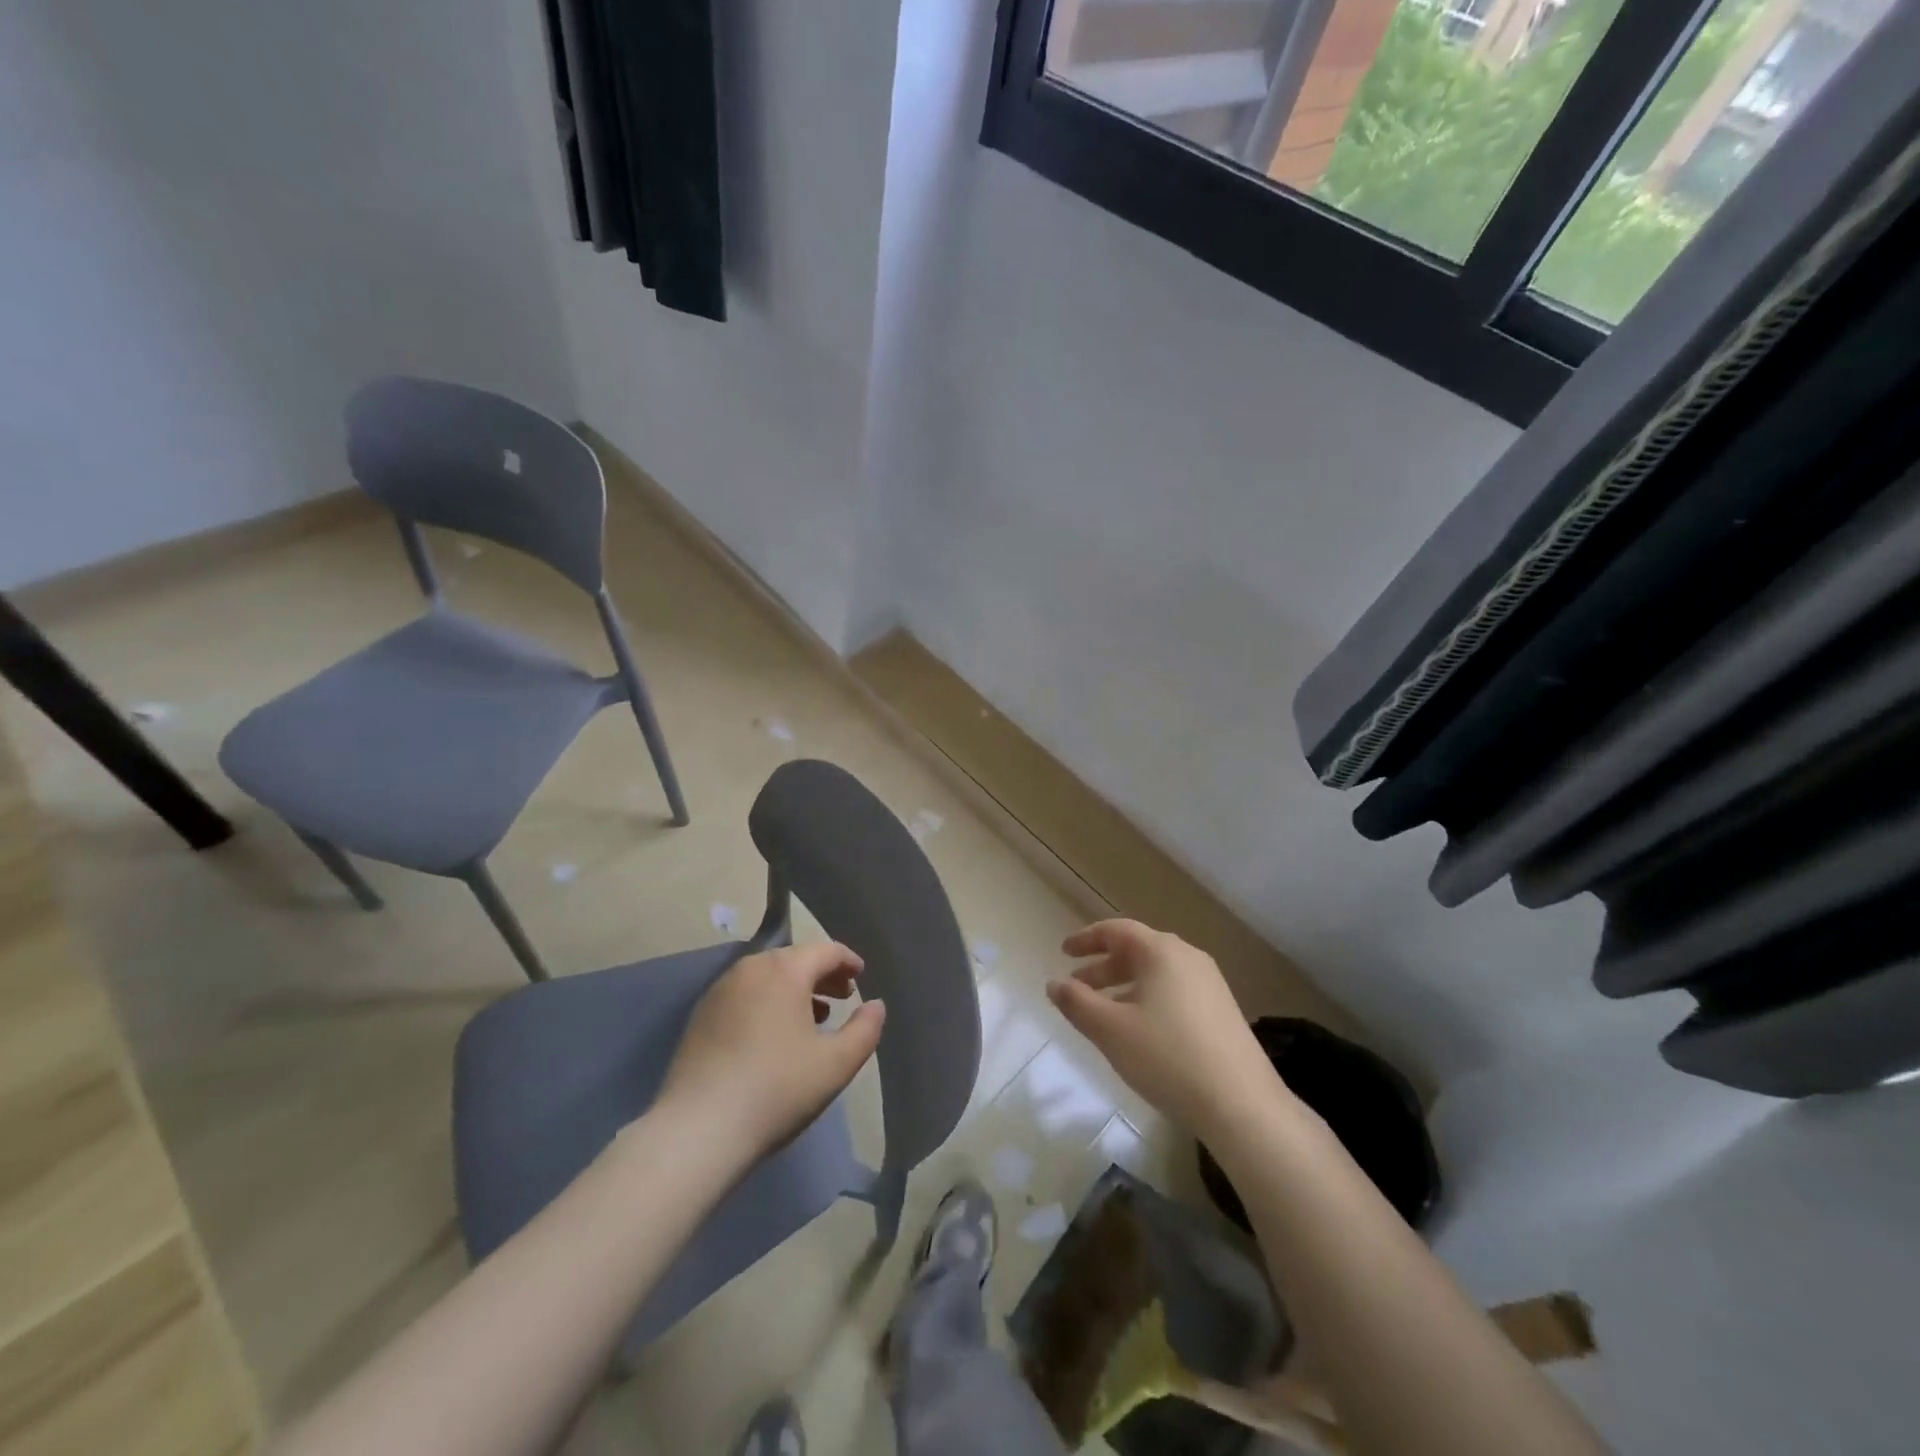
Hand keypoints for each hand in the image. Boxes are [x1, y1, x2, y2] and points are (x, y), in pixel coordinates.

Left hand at [657, 942, 885, 1163]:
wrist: (698, 1130)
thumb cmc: (777, 1089)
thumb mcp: (837, 1063)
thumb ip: (865, 1030)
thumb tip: (875, 1005)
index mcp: (784, 970)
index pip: (825, 950)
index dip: (848, 960)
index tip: (861, 976)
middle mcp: (749, 969)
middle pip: (794, 959)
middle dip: (822, 974)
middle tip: (843, 996)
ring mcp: (719, 991)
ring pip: (767, 976)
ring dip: (794, 989)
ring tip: (813, 1016)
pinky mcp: (700, 1017)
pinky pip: (744, 995)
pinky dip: (767, 1002)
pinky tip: (774, 1035)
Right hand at [1048, 919, 1289, 1139]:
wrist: (1242, 1105)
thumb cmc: (1168, 1057)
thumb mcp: (1110, 1030)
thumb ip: (1076, 1002)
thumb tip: (1054, 984)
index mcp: (1161, 951)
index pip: (1116, 930)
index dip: (1086, 939)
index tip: (1064, 952)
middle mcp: (1188, 957)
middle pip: (1137, 951)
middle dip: (1102, 967)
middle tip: (1077, 987)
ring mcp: (1210, 984)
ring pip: (1156, 974)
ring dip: (1124, 987)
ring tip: (1102, 1013)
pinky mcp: (1222, 1011)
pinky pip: (1174, 991)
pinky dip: (1147, 999)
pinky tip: (1139, 1032)